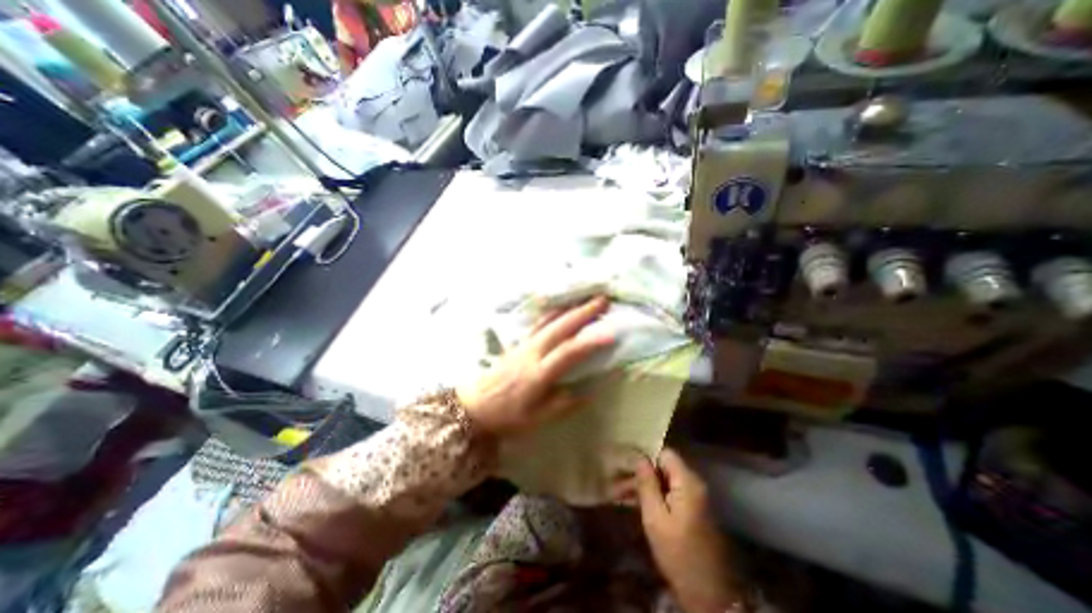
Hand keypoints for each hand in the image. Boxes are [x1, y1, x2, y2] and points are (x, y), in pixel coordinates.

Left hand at [458, 295, 613, 435]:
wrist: (473, 406)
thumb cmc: (506, 416)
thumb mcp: (537, 420)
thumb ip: (563, 405)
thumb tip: (588, 391)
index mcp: (538, 373)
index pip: (568, 353)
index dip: (590, 343)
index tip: (611, 334)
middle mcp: (531, 353)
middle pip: (560, 328)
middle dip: (582, 312)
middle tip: (602, 300)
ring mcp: (524, 345)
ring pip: (549, 321)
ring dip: (569, 309)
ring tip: (585, 299)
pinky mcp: (518, 343)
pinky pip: (538, 323)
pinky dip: (552, 313)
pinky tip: (560, 309)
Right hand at [628, 447, 737, 611]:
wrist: (708, 595)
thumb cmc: (678, 553)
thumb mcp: (655, 518)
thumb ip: (647, 483)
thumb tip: (638, 456)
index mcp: (687, 482)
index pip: (664, 454)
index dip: (644, 456)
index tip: (624, 462)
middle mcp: (693, 484)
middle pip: (662, 468)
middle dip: (638, 474)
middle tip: (614, 482)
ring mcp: (693, 498)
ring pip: (663, 482)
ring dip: (641, 487)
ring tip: (616, 494)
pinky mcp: (691, 510)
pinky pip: (668, 494)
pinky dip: (652, 497)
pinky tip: (631, 503)